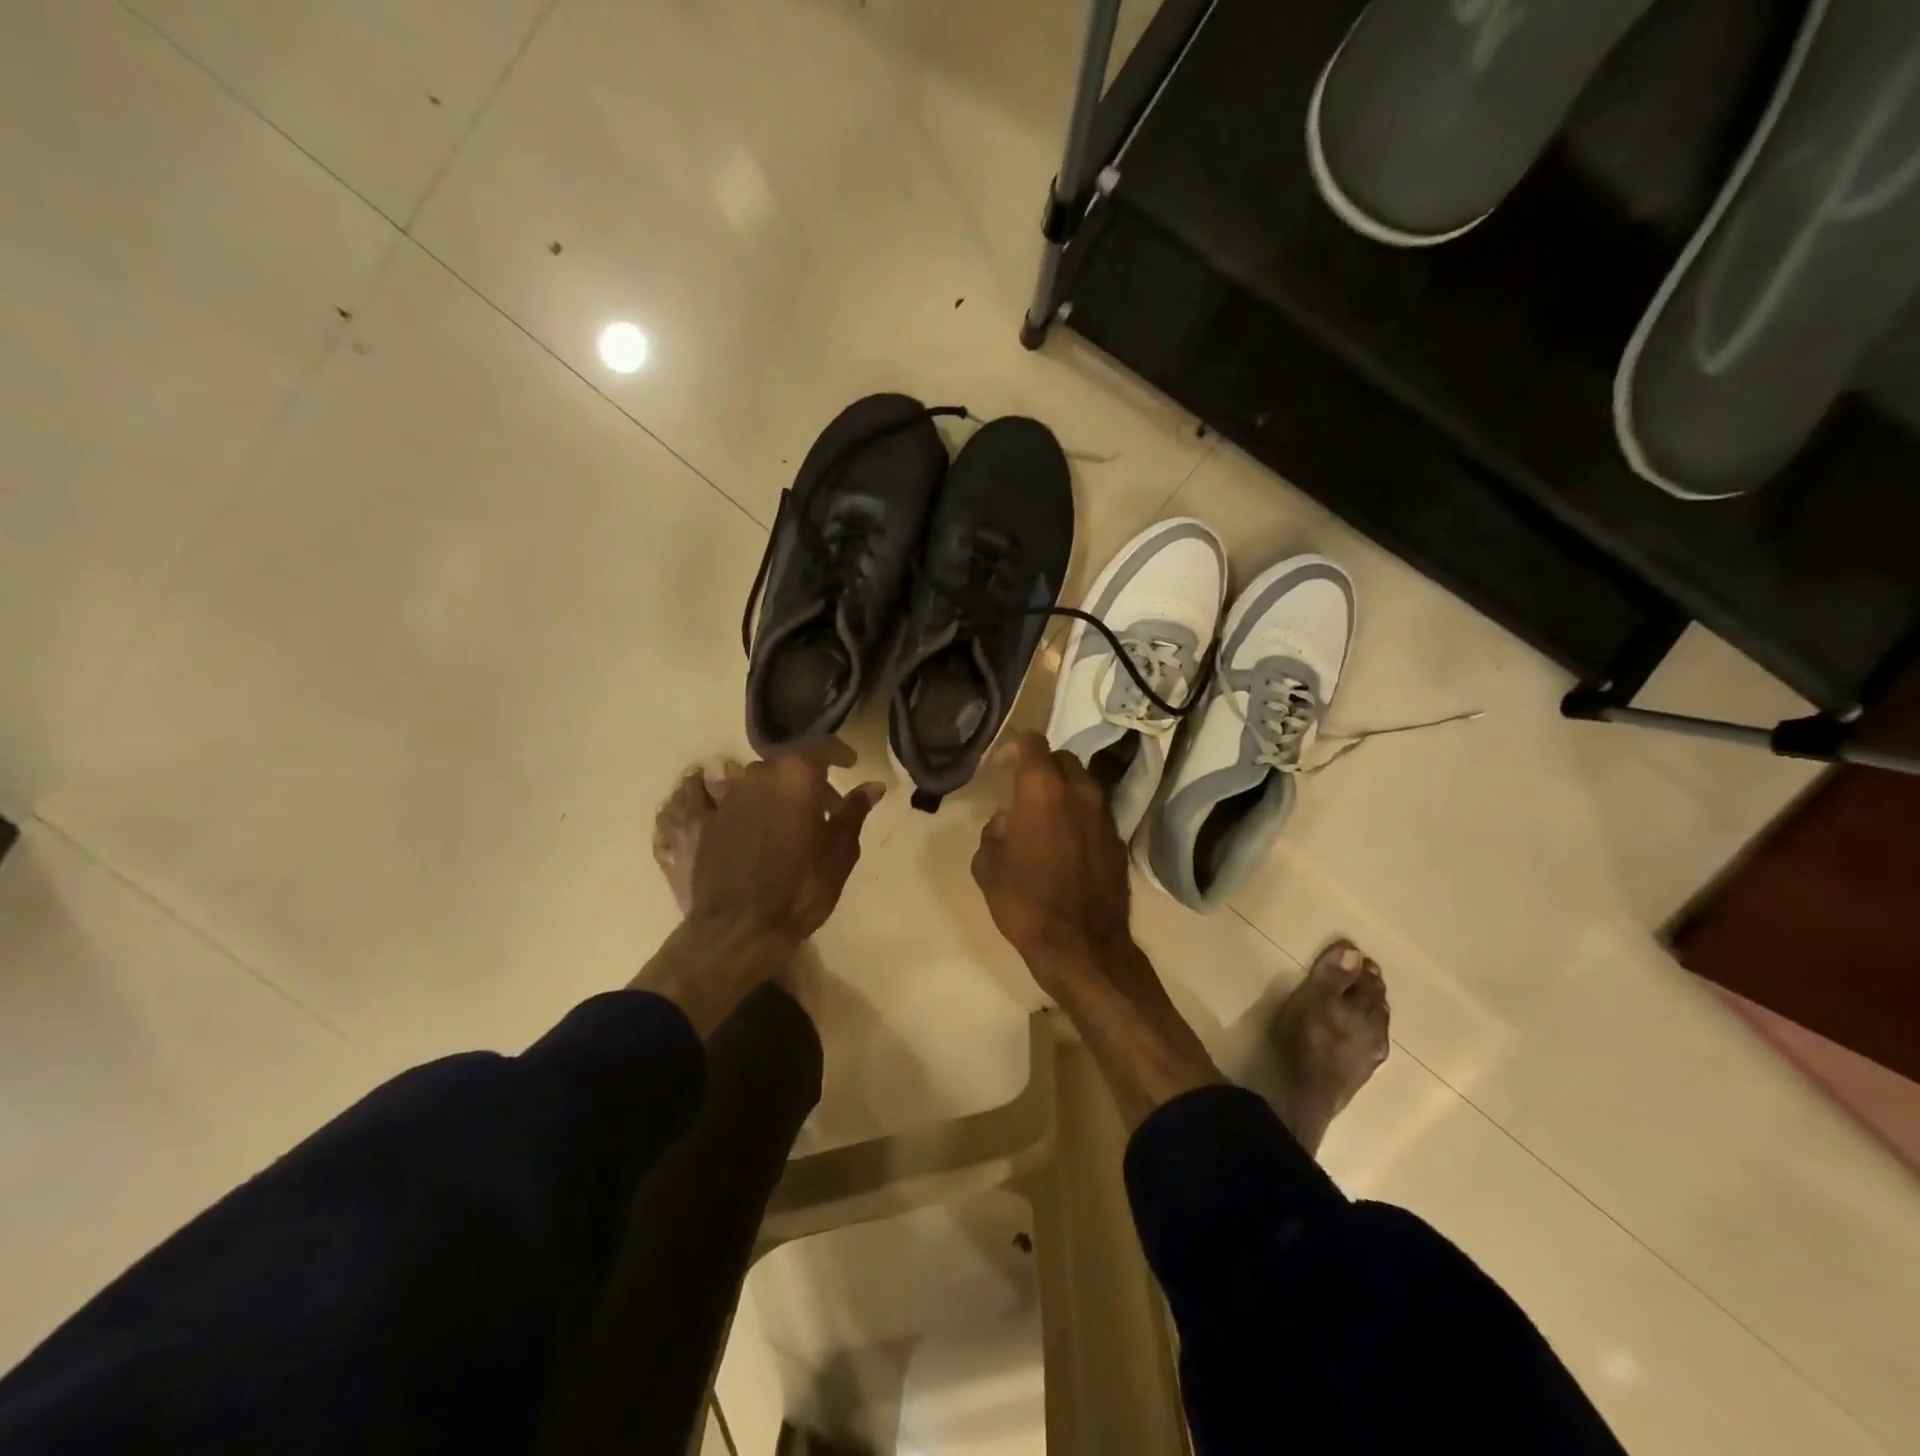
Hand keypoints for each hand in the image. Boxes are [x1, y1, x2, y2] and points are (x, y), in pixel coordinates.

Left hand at [686, 749, 882, 947]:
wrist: (740, 928)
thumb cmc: (800, 888)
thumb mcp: (840, 851)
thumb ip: (854, 811)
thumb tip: (874, 785)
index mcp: (796, 776)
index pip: (822, 747)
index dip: (840, 753)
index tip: (851, 764)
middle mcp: (759, 775)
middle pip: (789, 764)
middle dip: (810, 778)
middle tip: (827, 806)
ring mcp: (730, 796)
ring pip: (761, 780)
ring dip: (780, 791)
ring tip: (793, 820)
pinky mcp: (709, 819)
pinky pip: (735, 799)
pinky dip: (753, 805)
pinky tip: (763, 832)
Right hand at [972, 733, 1221, 1123]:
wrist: (1083, 946)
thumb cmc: (1027, 902)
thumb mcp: (988, 867)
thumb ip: (993, 832)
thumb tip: (1007, 822)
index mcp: (1043, 789)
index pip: (1032, 743)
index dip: (1013, 748)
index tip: (999, 766)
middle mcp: (1079, 791)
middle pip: (1062, 760)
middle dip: (1040, 768)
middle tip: (1021, 791)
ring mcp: (1105, 814)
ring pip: (1082, 784)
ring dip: (1062, 791)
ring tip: (1043, 818)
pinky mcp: (1118, 839)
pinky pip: (1095, 813)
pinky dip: (1079, 816)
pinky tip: (1065, 843)